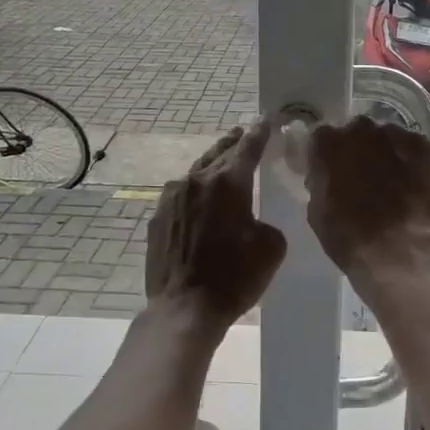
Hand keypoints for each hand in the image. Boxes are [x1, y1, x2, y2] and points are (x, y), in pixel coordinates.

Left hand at [145, 123, 285, 325]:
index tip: (266, 121)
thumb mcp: (271, 248)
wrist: (184, 308)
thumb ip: (267, 222)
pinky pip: (181, 195)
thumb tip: (254, 222)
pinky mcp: (158, 218)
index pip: (248, 148)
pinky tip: (199, 200)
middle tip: (244, 134)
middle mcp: (197, 181)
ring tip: (222, 163)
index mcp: (228, 182)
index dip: (260, 133)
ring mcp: (172, 198)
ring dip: (212, 166)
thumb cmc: (234, 277)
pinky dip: (194, 192)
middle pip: (219, 153)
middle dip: (234, 143)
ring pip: (196, 172)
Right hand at [304, 116, 429, 288]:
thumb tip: (327, 178)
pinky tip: (409, 181)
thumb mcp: (317, 213)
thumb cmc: (350, 238)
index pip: (321, 139)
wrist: (400, 251)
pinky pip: (409, 146)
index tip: (329, 173)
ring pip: (384, 137)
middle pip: (354, 134)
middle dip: (355, 150)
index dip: (325, 157)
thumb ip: (320, 184)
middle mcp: (360, 131)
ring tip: (389, 181)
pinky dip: (407, 158)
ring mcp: (394, 136)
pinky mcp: (422, 147)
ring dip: (383, 152)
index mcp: (329, 145)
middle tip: (360, 177)